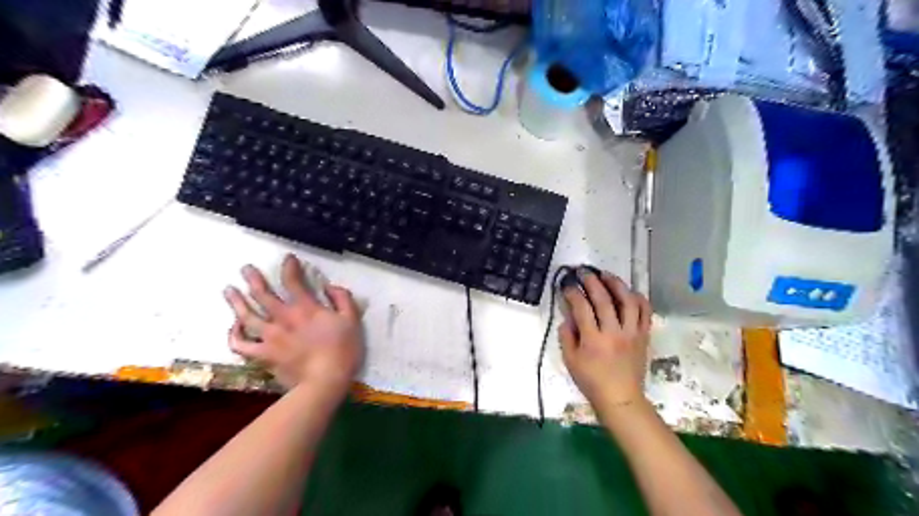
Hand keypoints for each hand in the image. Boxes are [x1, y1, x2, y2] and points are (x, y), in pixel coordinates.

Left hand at [223, 251, 364, 393]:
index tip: (288, 258)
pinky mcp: (262, 355)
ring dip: (236, 301)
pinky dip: (234, 334)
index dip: (289, 267)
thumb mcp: (352, 320)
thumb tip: (329, 286)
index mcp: (306, 308)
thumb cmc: (342, 350)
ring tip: (228, 290)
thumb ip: (342, 298)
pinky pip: (241, 344)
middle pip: (262, 294)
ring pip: (246, 315)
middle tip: (245, 269)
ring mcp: (269, 337)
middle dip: (253, 279)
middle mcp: (283, 317)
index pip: (293, 281)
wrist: (324, 381)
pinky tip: (234, 326)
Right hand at [560, 271, 653, 411]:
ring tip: (607, 274)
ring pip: (627, 301)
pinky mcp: (643, 336)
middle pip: (604, 300)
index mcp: (593, 340)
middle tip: (584, 271)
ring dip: (616, 284)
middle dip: (592, 281)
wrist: (621, 398)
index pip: (582, 308)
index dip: (573, 293)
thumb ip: (566, 336)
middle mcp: (613, 332)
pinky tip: (630, 291)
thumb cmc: (591, 381)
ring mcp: (631, 333)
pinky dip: (639, 299)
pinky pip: (645, 312)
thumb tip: (568, 316)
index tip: (567, 285)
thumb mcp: (570, 360)